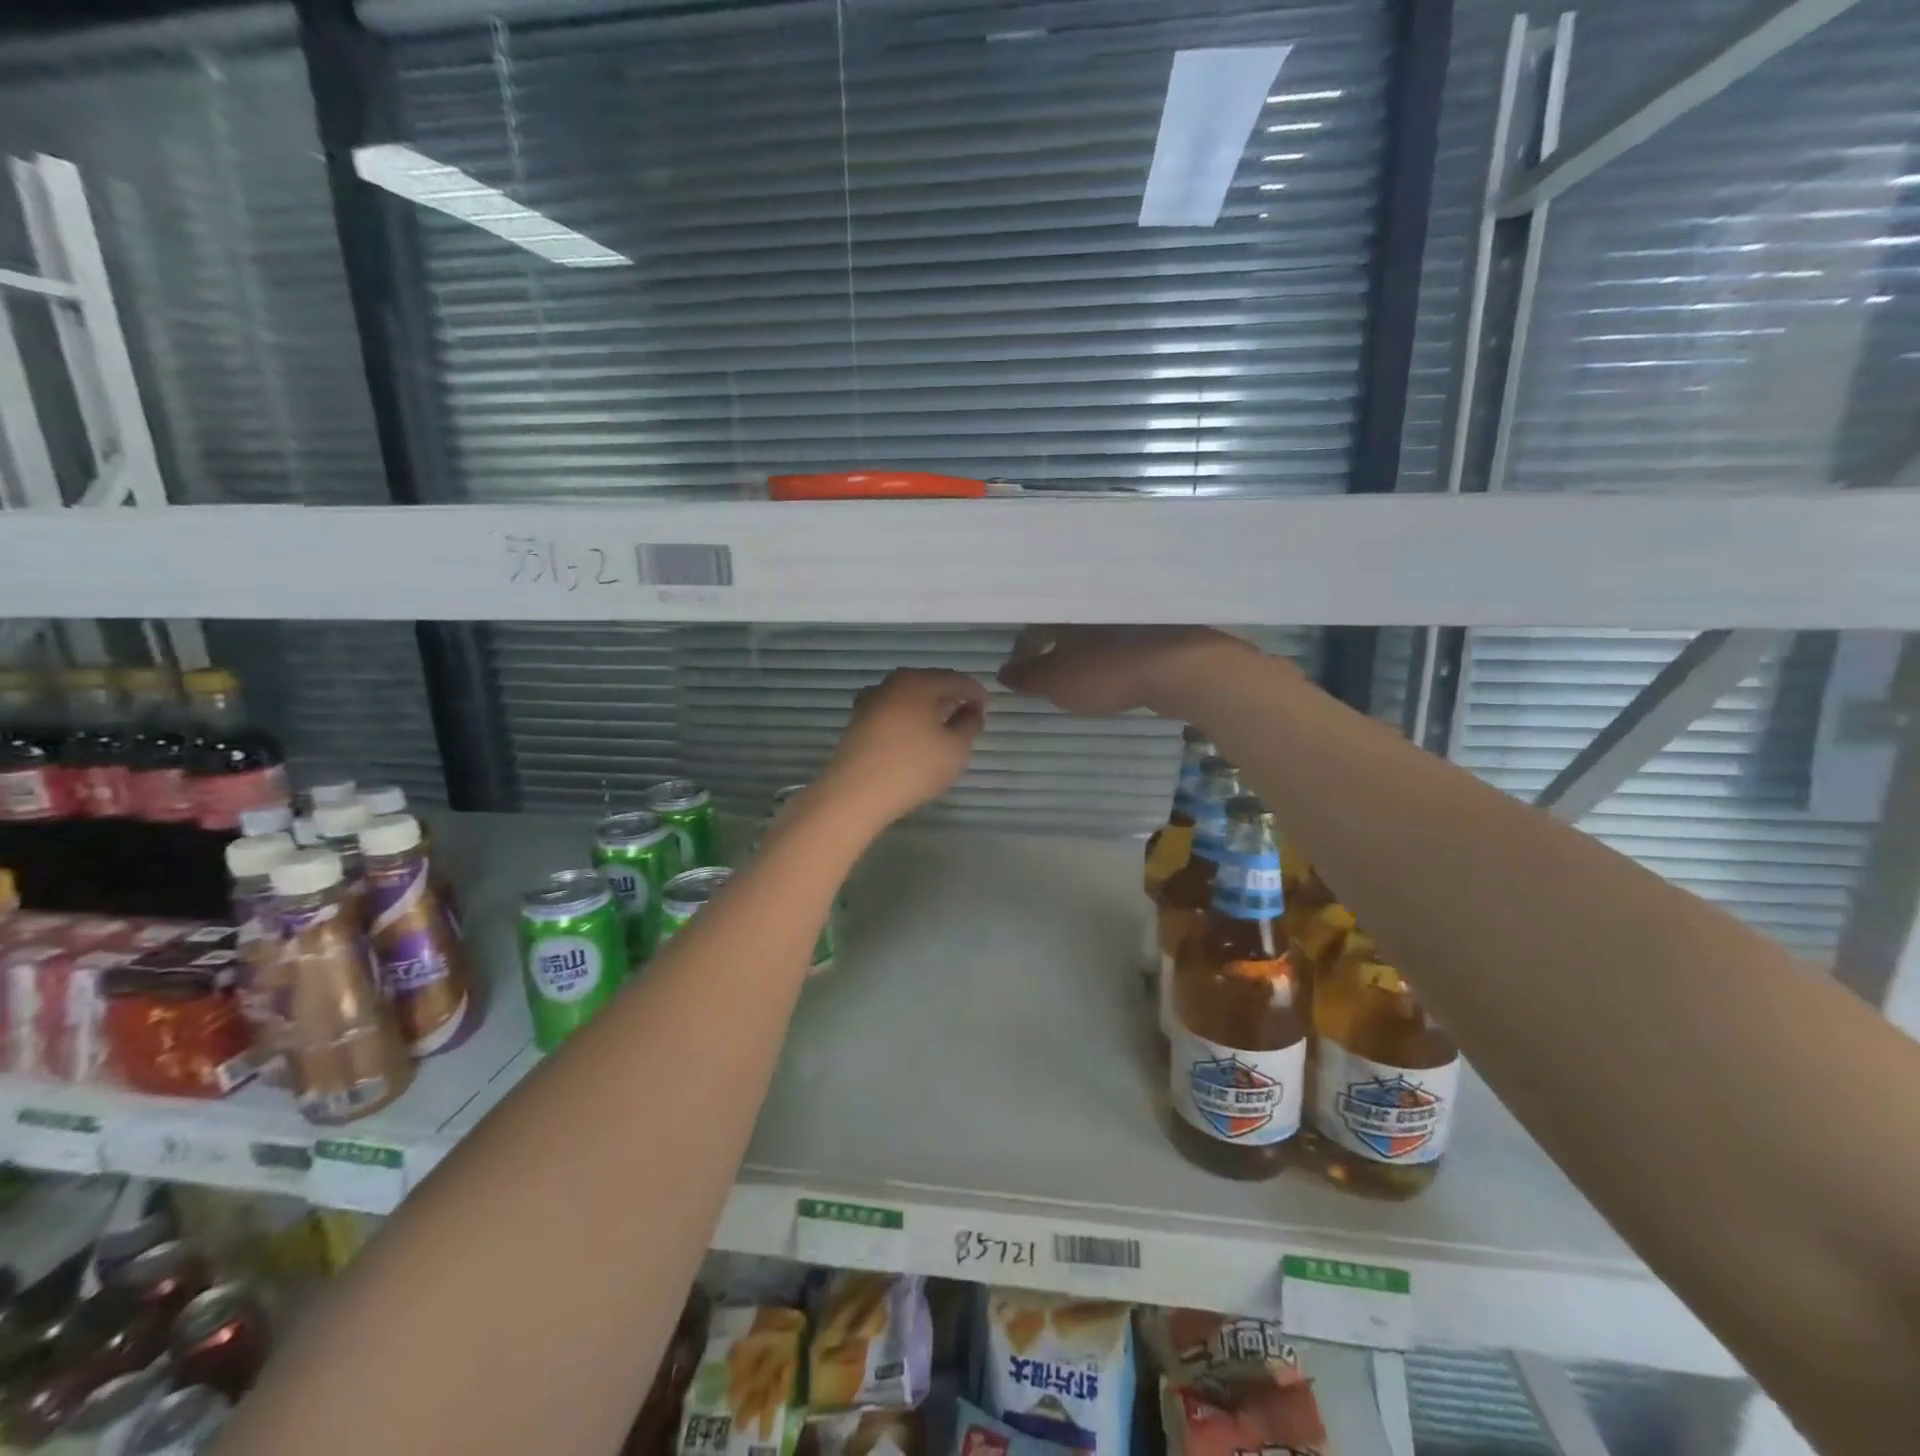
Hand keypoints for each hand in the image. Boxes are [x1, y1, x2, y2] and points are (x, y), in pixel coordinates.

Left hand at [816, 668, 988, 829]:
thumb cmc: (914, 766)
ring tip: (943, 728)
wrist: (856, 793)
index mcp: (918, 682)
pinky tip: (915, 738)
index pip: (955, 679)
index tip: (987, 709)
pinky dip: (908, 719)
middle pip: (929, 684)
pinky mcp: (858, 723)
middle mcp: (891, 684)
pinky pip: (892, 713)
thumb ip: (969, 725)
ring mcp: (870, 702)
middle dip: (950, 697)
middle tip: (967, 715)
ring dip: (928, 708)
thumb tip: (971, 711)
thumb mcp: (956, 748)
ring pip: (908, 698)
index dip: (975, 692)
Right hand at [996, 626, 1255, 715]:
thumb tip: (1003, 672)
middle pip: (1064, 622)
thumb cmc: (1106, 671)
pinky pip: (1120, 636)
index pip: (1032, 625)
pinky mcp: (1154, 626)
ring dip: (1083, 648)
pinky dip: (1109, 651)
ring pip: (1094, 628)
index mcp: (1065, 609)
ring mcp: (1126, 612)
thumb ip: (1026, 678)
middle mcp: (1092, 602)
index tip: (1018, 672)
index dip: (1022, 651)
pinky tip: (1111, 670)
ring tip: (1078, 672)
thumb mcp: (1055, 682)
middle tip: (1047, 670)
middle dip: (1053, 646)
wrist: (1178, 668)